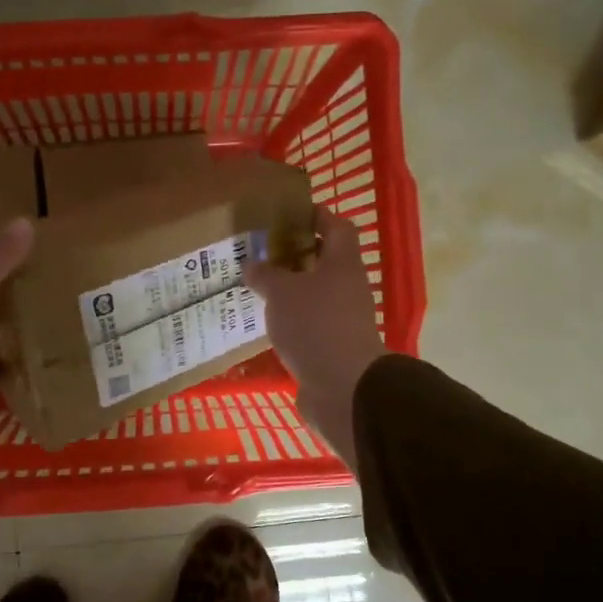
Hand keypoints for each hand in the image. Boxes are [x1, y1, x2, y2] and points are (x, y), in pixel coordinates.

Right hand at [246, 206, 385, 469]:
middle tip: (263, 253)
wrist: (343, 387)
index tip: (290, 214)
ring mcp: (343, 320)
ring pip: (315, 295)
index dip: (317, 216)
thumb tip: (253, 265)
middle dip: (296, 255)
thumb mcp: (281, 293)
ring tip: (258, 288)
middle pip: (325, 262)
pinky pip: (310, 324)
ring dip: (291, 290)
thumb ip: (265, 275)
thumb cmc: (315, 325)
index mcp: (342, 264)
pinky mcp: (333, 347)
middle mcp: (348, 288)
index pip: (337, 227)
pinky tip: (266, 323)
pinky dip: (291, 320)